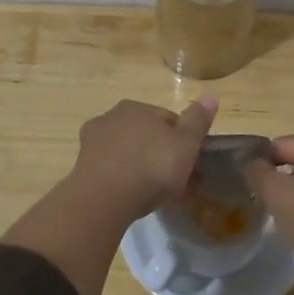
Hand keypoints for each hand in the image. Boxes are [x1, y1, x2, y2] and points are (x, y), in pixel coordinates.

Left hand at [2, 97, 217, 294]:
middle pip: (145, 134)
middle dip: (159, 154)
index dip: (182, 142)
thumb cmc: (151, 168)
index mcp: (138, 107)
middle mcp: (112, 116)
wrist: (104, 198)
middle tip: (174, 183)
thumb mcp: (185, 145)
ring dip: (139, 166)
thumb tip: (212, 96)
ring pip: (126, 151)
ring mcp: (93, 140)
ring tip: (152, 194)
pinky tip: (129, 196)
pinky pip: (110, 168)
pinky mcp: (81, 164)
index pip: (168, 120)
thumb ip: (198, 120)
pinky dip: (121, 178)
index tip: (190, 165)